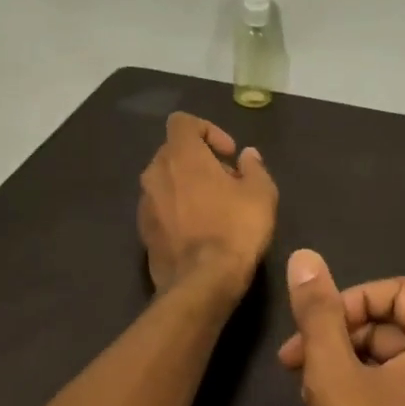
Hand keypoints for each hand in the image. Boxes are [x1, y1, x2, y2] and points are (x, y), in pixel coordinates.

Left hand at [137, 112, 276, 292]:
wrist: (202, 284)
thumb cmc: (235, 229)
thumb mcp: (261, 193)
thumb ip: (254, 167)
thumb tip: (247, 156)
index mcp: (181, 155)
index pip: (183, 122)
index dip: (208, 130)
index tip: (228, 154)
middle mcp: (155, 172)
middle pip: (174, 151)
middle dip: (200, 159)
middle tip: (228, 181)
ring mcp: (145, 203)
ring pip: (166, 180)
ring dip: (187, 185)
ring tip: (215, 207)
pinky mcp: (143, 231)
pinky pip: (161, 206)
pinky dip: (177, 208)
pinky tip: (199, 230)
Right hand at [279, 250, 404, 405]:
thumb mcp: (334, 375)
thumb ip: (319, 314)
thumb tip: (304, 256)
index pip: (395, 291)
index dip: (350, 300)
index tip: (315, 329)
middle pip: (386, 324)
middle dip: (336, 336)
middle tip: (293, 362)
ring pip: (380, 359)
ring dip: (338, 365)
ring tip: (305, 391)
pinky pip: (384, 392)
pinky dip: (351, 392)